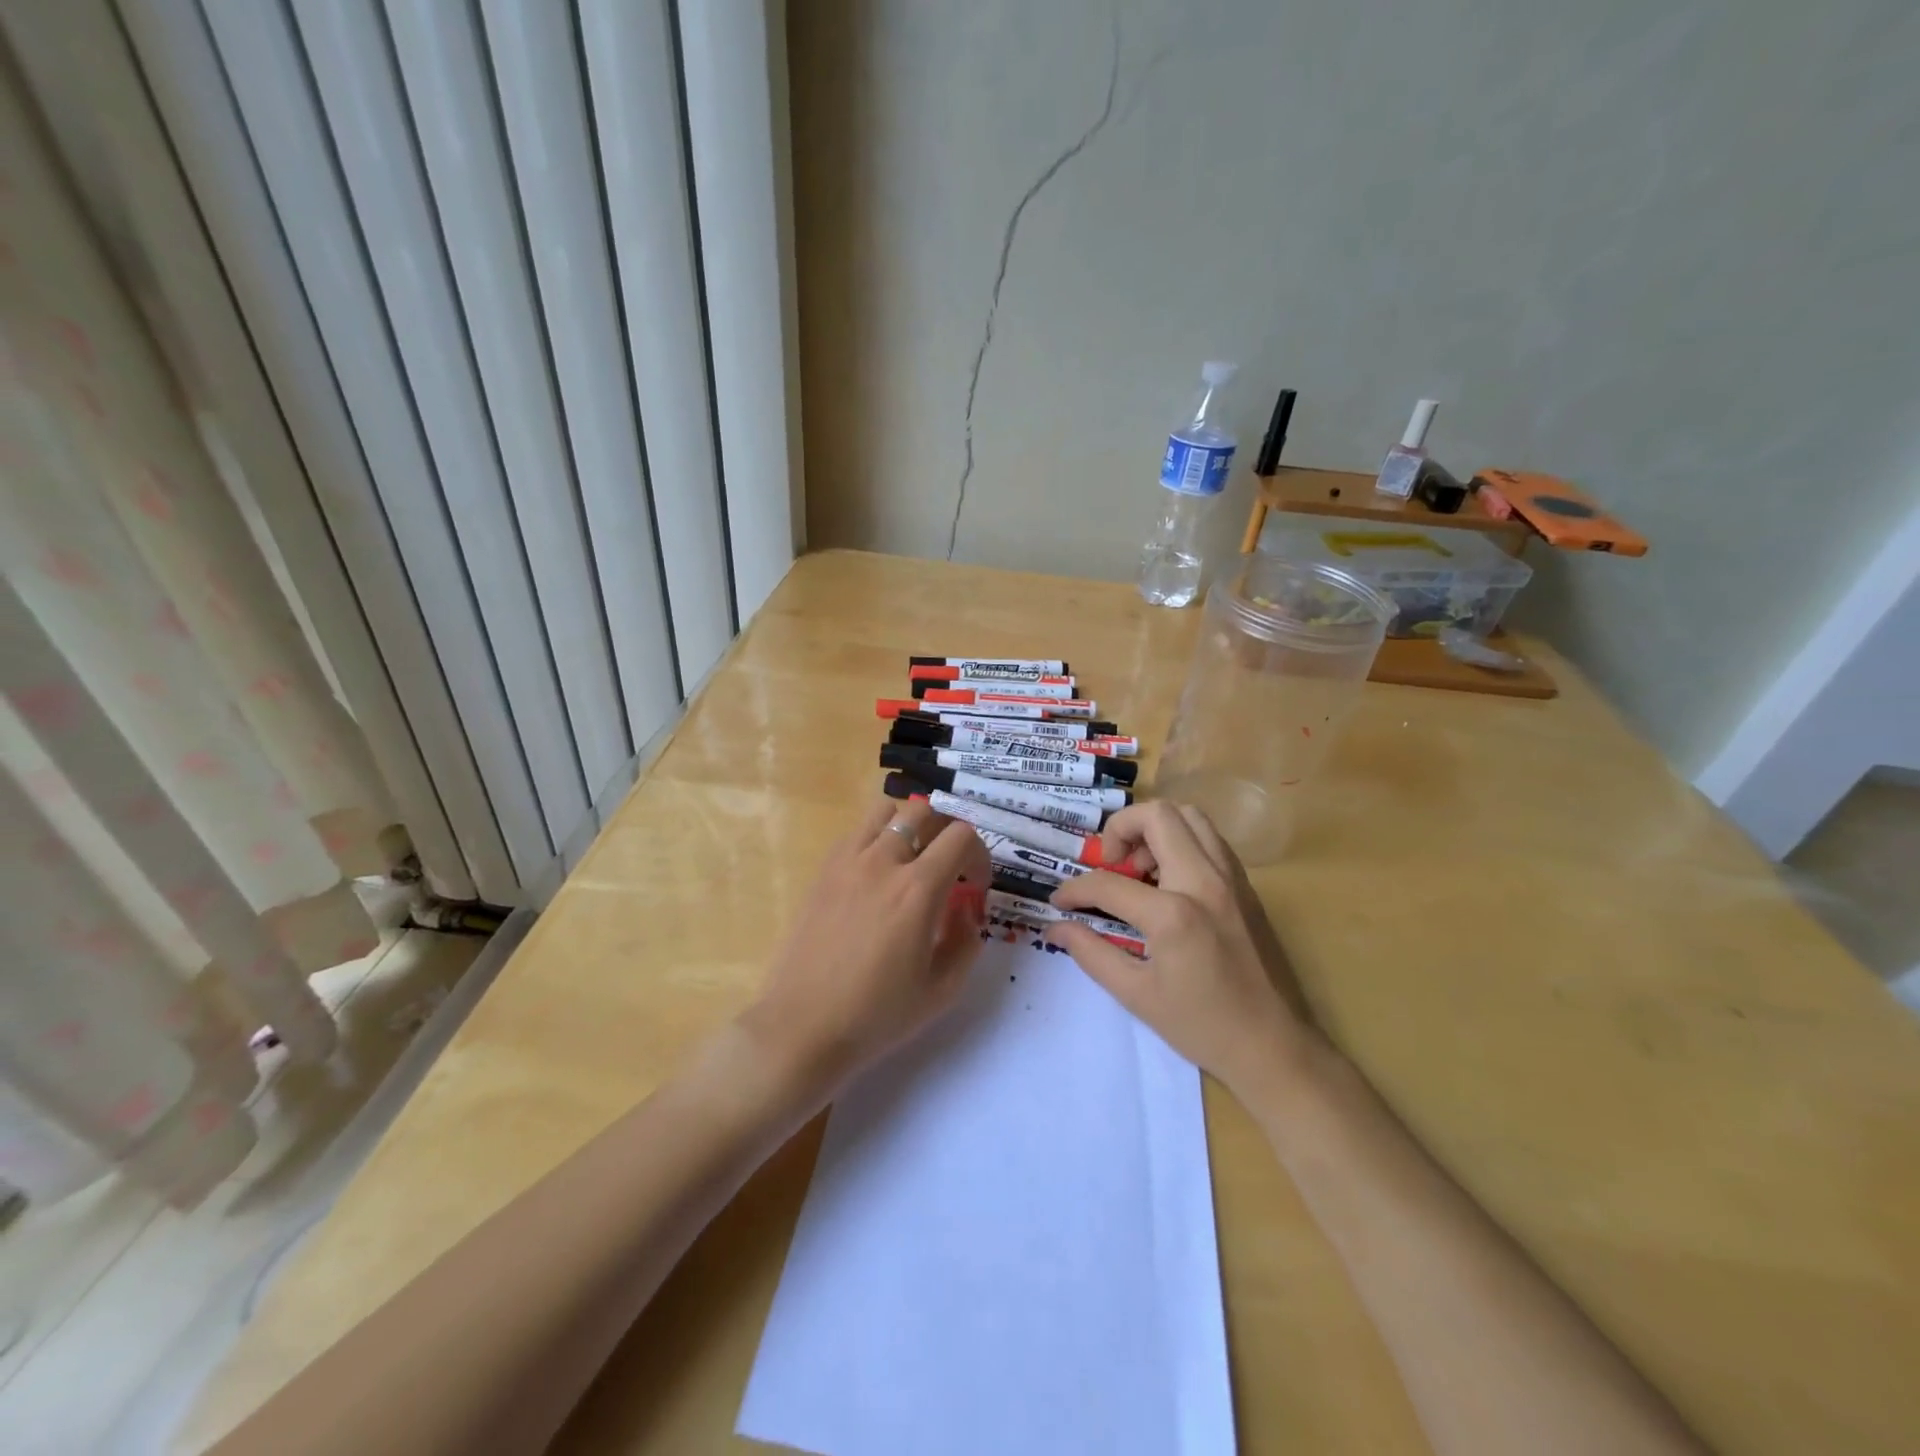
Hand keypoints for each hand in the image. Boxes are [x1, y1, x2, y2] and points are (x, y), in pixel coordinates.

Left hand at [743, 797, 990, 1091]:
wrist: (803, 1027)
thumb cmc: (876, 1016)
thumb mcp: (942, 990)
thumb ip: (966, 942)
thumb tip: (965, 911)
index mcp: (918, 890)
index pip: (961, 836)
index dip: (980, 856)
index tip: (975, 887)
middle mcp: (883, 862)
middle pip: (925, 811)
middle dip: (947, 832)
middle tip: (949, 867)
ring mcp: (848, 862)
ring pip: (887, 811)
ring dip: (909, 826)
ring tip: (912, 861)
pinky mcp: (823, 871)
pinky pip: (856, 832)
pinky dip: (876, 838)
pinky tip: (876, 875)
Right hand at [1046, 801, 1312, 1095]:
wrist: (1275, 1047)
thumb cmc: (1202, 1026)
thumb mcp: (1136, 995)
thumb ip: (1091, 952)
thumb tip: (1056, 927)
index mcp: (1174, 914)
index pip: (1109, 883)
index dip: (1075, 889)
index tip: (1061, 901)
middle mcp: (1205, 881)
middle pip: (1158, 815)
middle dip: (1121, 829)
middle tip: (1110, 864)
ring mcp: (1232, 878)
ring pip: (1190, 816)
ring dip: (1155, 830)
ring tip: (1139, 869)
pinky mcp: (1247, 886)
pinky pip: (1210, 839)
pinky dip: (1182, 841)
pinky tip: (1168, 880)